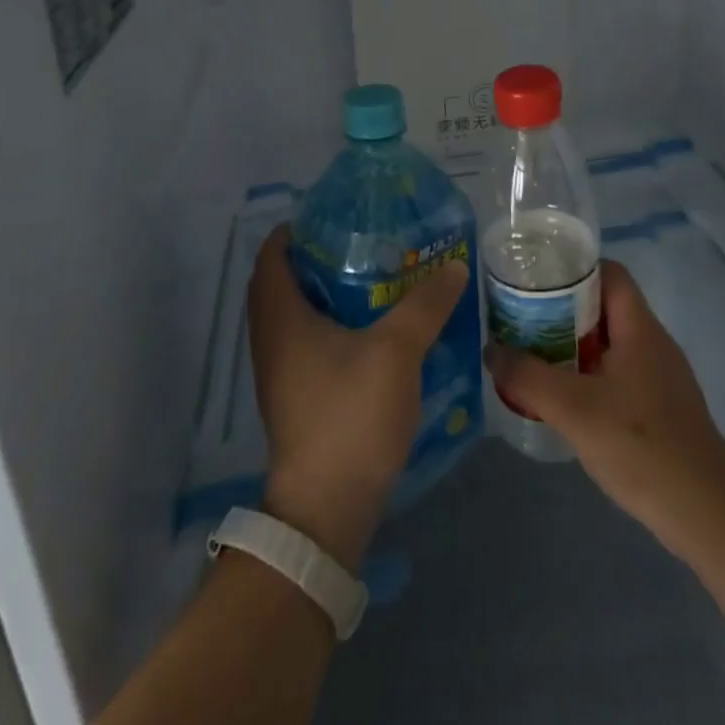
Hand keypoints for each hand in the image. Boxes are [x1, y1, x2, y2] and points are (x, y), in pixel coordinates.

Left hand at [247, 224, 469, 571]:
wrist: (326, 508)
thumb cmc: (350, 415)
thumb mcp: (396, 351)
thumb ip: (425, 305)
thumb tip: (454, 266)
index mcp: (281, 316)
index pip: (273, 254)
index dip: (296, 229)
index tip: (335, 216)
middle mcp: (270, 338)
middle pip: (283, 281)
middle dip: (317, 258)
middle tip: (362, 243)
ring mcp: (280, 370)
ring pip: (296, 314)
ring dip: (326, 292)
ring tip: (373, 278)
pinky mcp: (295, 395)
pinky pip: (306, 341)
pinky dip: (330, 324)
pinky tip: (371, 329)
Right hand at [484, 259, 724, 559]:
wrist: (706, 513)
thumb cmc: (642, 445)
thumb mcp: (574, 409)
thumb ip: (528, 377)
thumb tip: (491, 350)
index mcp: (640, 328)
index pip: (609, 273)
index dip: (573, 267)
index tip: (535, 278)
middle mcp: (652, 343)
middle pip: (604, 307)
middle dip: (562, 309)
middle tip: (522, 318)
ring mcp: (659, 377)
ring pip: (609, 343)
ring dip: (572, 345)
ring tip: (532, 355)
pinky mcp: (659, 409)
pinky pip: (616, 374)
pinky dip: (587, 375)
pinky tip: (563, 399)